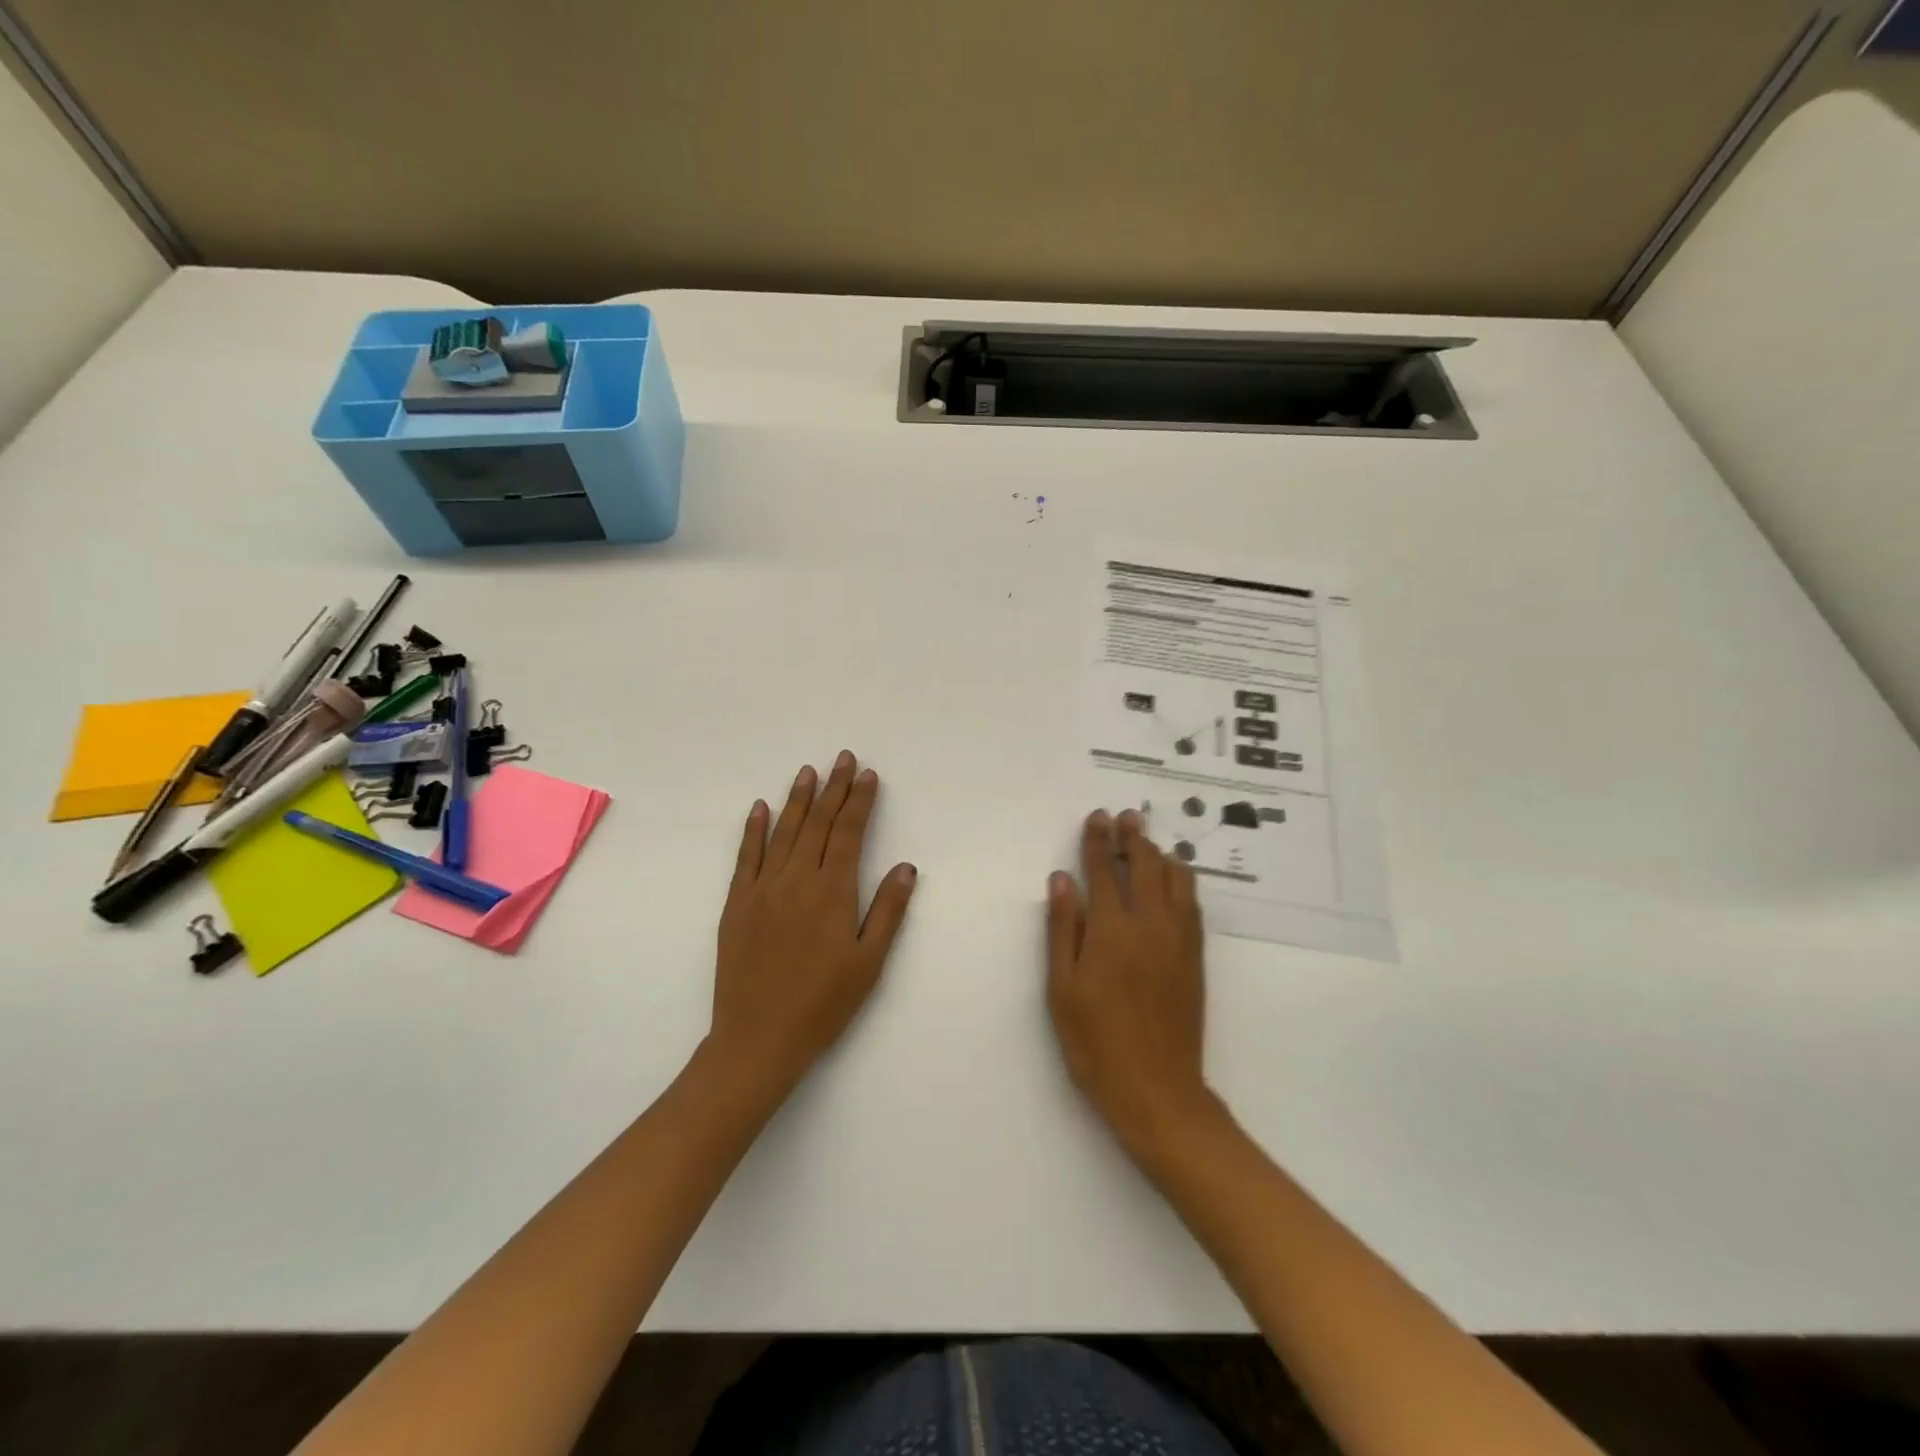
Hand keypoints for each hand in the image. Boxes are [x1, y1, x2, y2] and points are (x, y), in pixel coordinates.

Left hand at [709, 751, 916, 1106]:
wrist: (758, 1039)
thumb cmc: (823, 1005)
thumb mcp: (869, 963)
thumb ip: (888, 911)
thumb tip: (906, 867)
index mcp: (832, 893)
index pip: (848, 833)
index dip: (860, 802)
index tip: (868, 775)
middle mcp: (796, 880)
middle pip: (817, 824)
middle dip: (833, 788)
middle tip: (843, 758)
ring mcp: (762, 890)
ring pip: (783, 832)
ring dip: (797, 799)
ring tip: (808, 771)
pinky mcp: (737, 904)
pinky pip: (746, 857)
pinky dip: (754, 829)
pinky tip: (760, 808)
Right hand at [1047, 809, 1214, 1160]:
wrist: (1157, 1091)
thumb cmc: (1096, 1043)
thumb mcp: (1062, 989)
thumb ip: (1063, 929)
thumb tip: (1062, 880)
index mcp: (1112, 931)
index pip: (1103, 872)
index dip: (1097, 842)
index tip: (1096, 817)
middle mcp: (1150, 925)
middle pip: (1144, 866)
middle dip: (1132, 837)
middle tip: (1126, 816)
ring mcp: (1179, 940)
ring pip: (1175, 880)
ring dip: (1160, 854)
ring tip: (1149, 842)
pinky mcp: (1195, 957)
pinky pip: (1192, 904)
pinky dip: (1182, 881)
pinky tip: (1174, 879)